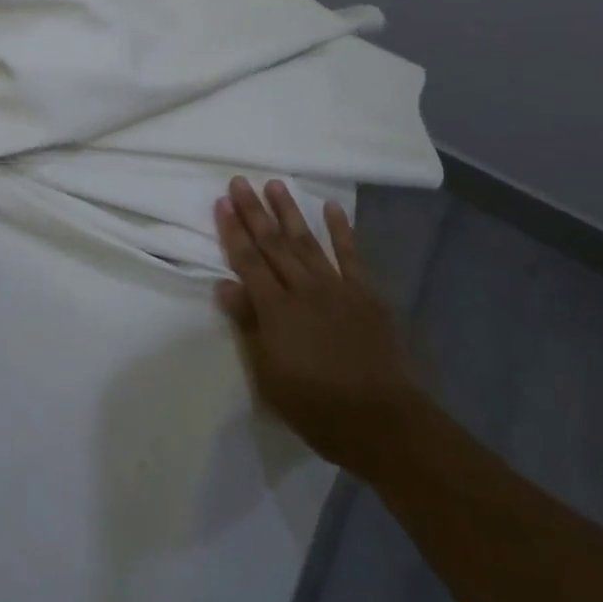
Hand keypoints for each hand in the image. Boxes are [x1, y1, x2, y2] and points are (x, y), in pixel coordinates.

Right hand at [214, 176, 421, 472]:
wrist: (380, 420)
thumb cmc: (314, 405)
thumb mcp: (267, 375)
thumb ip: (248, 325)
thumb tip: (225, 285)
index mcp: (275, 309)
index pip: (247, 261)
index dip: (232, 231)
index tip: (222, 202)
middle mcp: (302, 289)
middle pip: (273, 243)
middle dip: (254, 211)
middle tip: (240, 181)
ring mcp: (335, 287)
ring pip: (306, 241)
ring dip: (289, 211)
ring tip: (275, 184)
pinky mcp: (363, 294)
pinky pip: (350, 255)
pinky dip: (341, 230)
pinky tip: (331, 207)